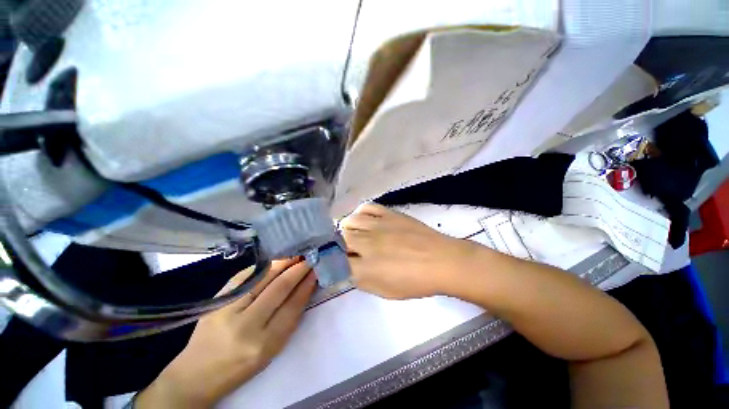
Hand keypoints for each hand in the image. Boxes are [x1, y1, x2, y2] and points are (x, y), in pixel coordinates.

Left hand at [136, 259, 315, 407]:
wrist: (196, 374)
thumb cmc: (241, 366)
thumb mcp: (271, 350)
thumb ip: (288, 319)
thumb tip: (304, 287)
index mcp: (264, 344)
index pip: (292, 306)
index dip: (306, 285)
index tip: (315, 271)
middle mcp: (246, 326)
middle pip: (279, 288)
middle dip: (298, 269)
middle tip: (309, 257)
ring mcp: (228, 310)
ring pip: (263, 278)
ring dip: (283, 263)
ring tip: (295, 255)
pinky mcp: (216, 301)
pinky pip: (245, 276)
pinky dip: (263, 267)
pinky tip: (274, 261)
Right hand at [340, 203, 475, 298]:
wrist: (441, 260)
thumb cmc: (415, 281)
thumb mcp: (385, 291)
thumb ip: (361, 280)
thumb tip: (348, 269)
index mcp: (366, 268)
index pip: (337, 262)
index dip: (334, 262)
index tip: (337, 262)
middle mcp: (367, 244)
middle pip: (340, 239)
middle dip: (340, 245)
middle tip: (349, 249)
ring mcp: (378, 225)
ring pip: (350, 221)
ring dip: (348, 228)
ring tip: (355, 233)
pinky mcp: (389, 213)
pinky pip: (367, 207)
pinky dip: (361, 213)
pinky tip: (365, 220)